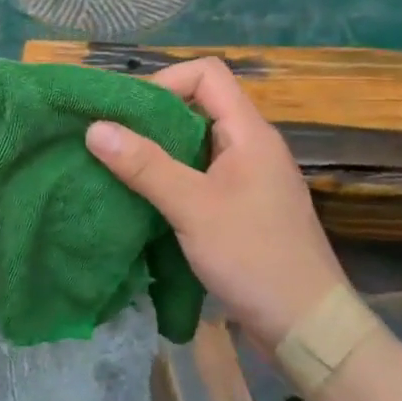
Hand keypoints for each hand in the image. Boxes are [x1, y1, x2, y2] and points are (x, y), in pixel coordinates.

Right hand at [86, 57, 346, 351]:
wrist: (308, 326)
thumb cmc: (254, 257)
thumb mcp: (192, 208)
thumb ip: (144, 165)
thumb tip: (94, 128)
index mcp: (249, 133)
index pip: (207, 74)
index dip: (166, 81)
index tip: (128, 113)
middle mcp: (252, 146)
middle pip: (199, 106)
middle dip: (153, 118)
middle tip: (112, 140)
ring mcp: (249, 178)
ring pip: (197, 144)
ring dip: (159, 151)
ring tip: (120, 168)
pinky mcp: (243, 208)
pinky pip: (202, 175)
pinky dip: (172, 178)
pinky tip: (146, 199)